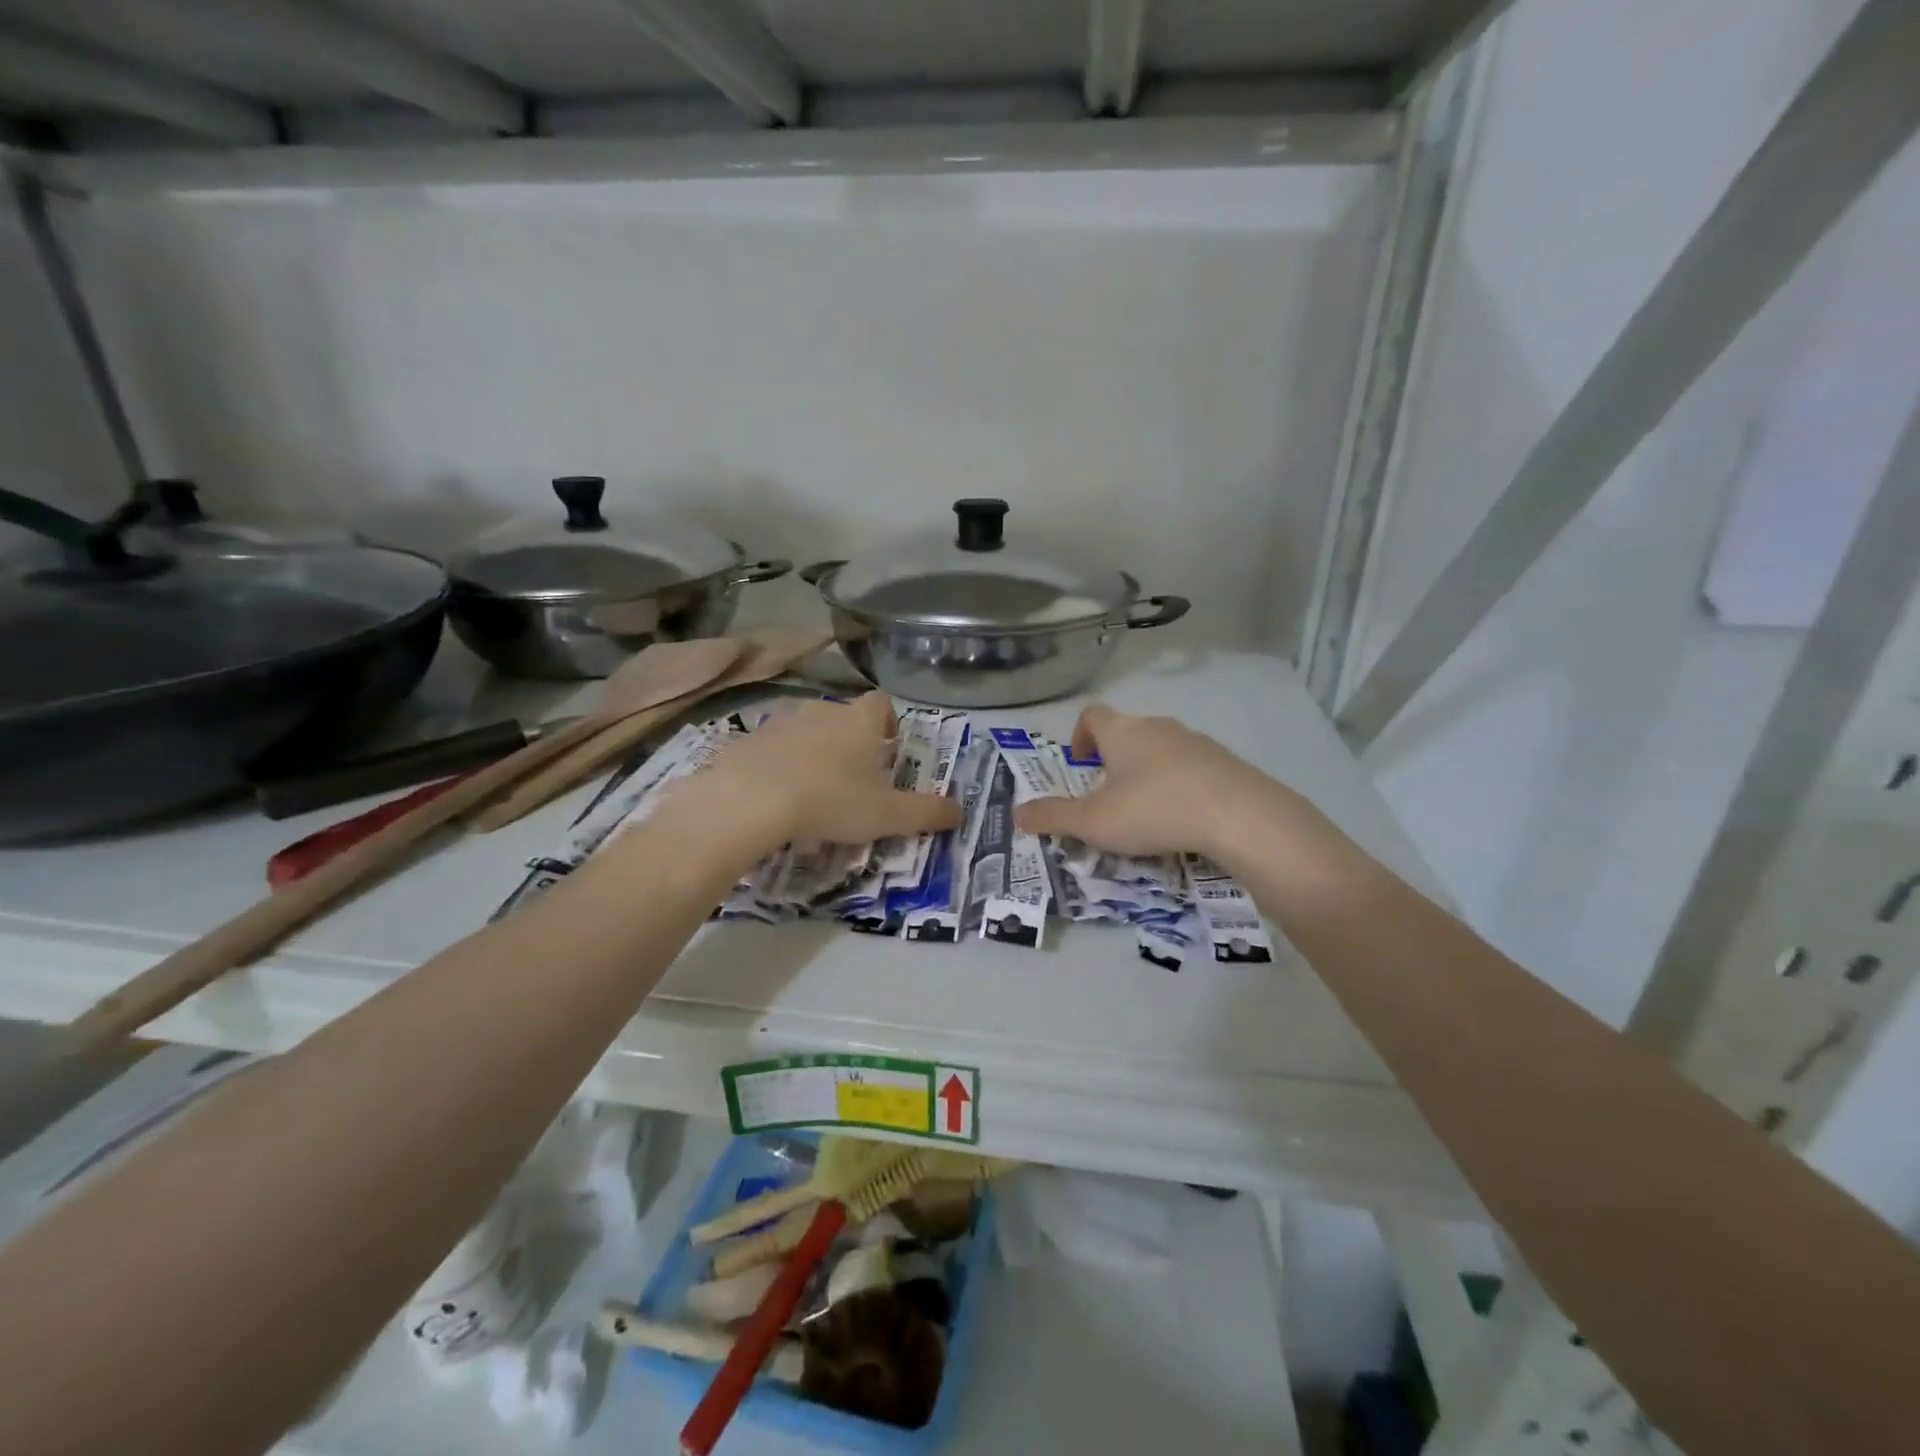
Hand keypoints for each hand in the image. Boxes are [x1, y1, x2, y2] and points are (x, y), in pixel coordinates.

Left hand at [689, 693, 962, 848]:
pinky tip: (778, 797)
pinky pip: (772, 748)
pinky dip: (779, 765)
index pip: (880, 703)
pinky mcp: (748, 740)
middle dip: (850, 741)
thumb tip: (962, 811)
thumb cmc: (832, 800)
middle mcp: (822, 711)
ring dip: (814, 752)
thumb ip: (927, 813)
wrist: (751, 800)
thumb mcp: (888, 815)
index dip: (887, 721)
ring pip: (806, 730)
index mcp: (860, 721)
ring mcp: (781, 722)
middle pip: (842, 716)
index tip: (888, 746)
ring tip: (815, 791)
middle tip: (854, 777)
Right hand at [1012, 704, 1306, 860]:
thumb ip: (1053, 817)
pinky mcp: (1226, 762)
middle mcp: (1158, 726)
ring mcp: (1196, 741)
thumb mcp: (1093, 821)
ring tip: (1146, 811)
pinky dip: (1181, 784)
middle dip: (1114, 759)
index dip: (1080, 735)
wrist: (1239, 815)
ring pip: (1162, 748)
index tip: (1080, 764)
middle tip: (1109, 795)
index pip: (1092, 714)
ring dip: (1148, 771)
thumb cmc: (1153, 810)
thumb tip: (1016, 814)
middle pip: (1128, 731)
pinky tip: (1184, 818)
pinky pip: (1193, 766)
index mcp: (1122, 732)